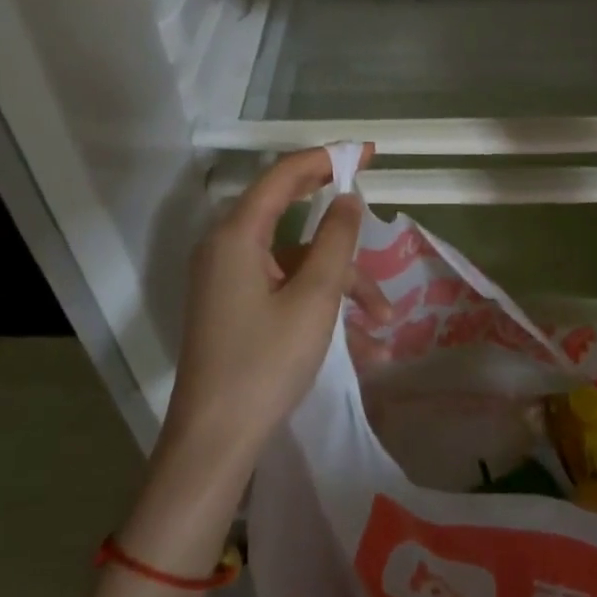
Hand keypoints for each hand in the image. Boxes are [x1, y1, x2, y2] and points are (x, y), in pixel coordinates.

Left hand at [162, 147, 390, 473]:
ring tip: (383, 320)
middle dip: (341, 227)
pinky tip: (361, 343)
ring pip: (296, 261)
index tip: (368, 153)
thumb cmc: (265, 363)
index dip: (327, 157)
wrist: (213, 443)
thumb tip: (348, 199)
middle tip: (376, 208)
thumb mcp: (314, 298)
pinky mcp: (235, 307)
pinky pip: (284, 288)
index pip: (284, 175)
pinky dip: (319, 303)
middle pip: (290, 215)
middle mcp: (227, 247)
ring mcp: (229, 279)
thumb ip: (336, 240)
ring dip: (340, 282)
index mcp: (237, 234)